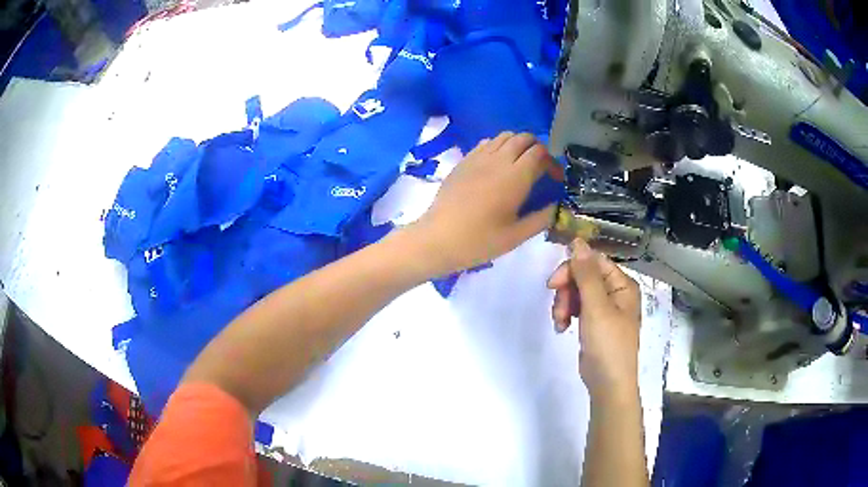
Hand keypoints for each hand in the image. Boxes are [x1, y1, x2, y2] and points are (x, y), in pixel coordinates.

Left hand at [411, 132, 556, 275]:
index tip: (555, 179)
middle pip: (524, 138)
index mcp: (515, 177)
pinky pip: (486, 142)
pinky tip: (498, 165)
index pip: (540, 153)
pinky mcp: (464, 161)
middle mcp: (498, 160)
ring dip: (518, 145)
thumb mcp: (516, 235)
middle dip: (538, 148)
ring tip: (520, 165)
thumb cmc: (479, 241)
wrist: (438, 238)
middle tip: (540, 169)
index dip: (552, 162)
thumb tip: (557, 206)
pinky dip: (499, 146)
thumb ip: (542, 218)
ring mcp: (478, 157)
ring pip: (504, 136)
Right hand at [547, 239, 641, 398]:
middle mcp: (615, 292)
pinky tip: (562, 327)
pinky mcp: (594, 322)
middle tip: (558, 308)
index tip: (553, 284)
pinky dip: (566, 314)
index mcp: (622, 284)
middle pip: (583, 276)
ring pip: (577, 292)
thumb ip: (586, 274)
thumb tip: (578, 241)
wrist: (608, 383)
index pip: (593, 262)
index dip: (572, 269)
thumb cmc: (608, 344)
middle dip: (567, 291)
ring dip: (564, 304)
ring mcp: (604, 308)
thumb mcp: (596, 307)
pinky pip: (576, 307)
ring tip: (560, 322)